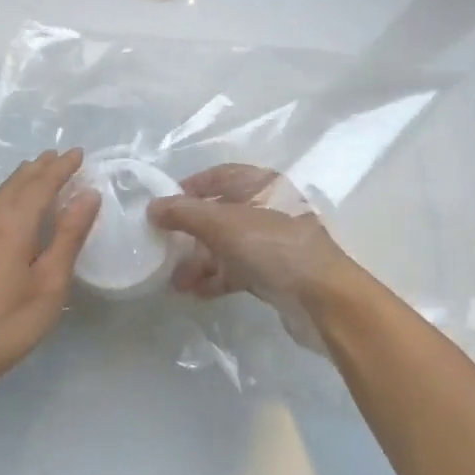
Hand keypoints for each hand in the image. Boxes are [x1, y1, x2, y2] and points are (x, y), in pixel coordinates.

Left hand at [0, 149, 100, 396]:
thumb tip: (87, 195)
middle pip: (16, 183)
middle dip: (41, 168)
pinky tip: (12, 207)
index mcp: (11, 224)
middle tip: (62, 157)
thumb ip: (68, 237)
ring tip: (40, 172)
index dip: (61, 168)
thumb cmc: (4, 325)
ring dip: (22, 180)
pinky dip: (8, 196)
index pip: (40, 184)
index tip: (79, 154)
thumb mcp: (48, 285)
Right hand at [146, 164, 355, 351]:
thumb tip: (152, 207)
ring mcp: (273, 243)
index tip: (162, 205)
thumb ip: (184, 213)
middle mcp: (268, 209)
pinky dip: (216, 278)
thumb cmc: (273, 247)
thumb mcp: (222, 224)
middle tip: (163, 248)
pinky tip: (195, 293)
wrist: (322, 299)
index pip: (220, 176)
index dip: (190, 187)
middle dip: (190, 232)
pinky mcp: (275, 274)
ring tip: (174, 281)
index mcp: (262, 185)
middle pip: (220, 213)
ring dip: (199, 261)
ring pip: (227, 245)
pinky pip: (237, 270)